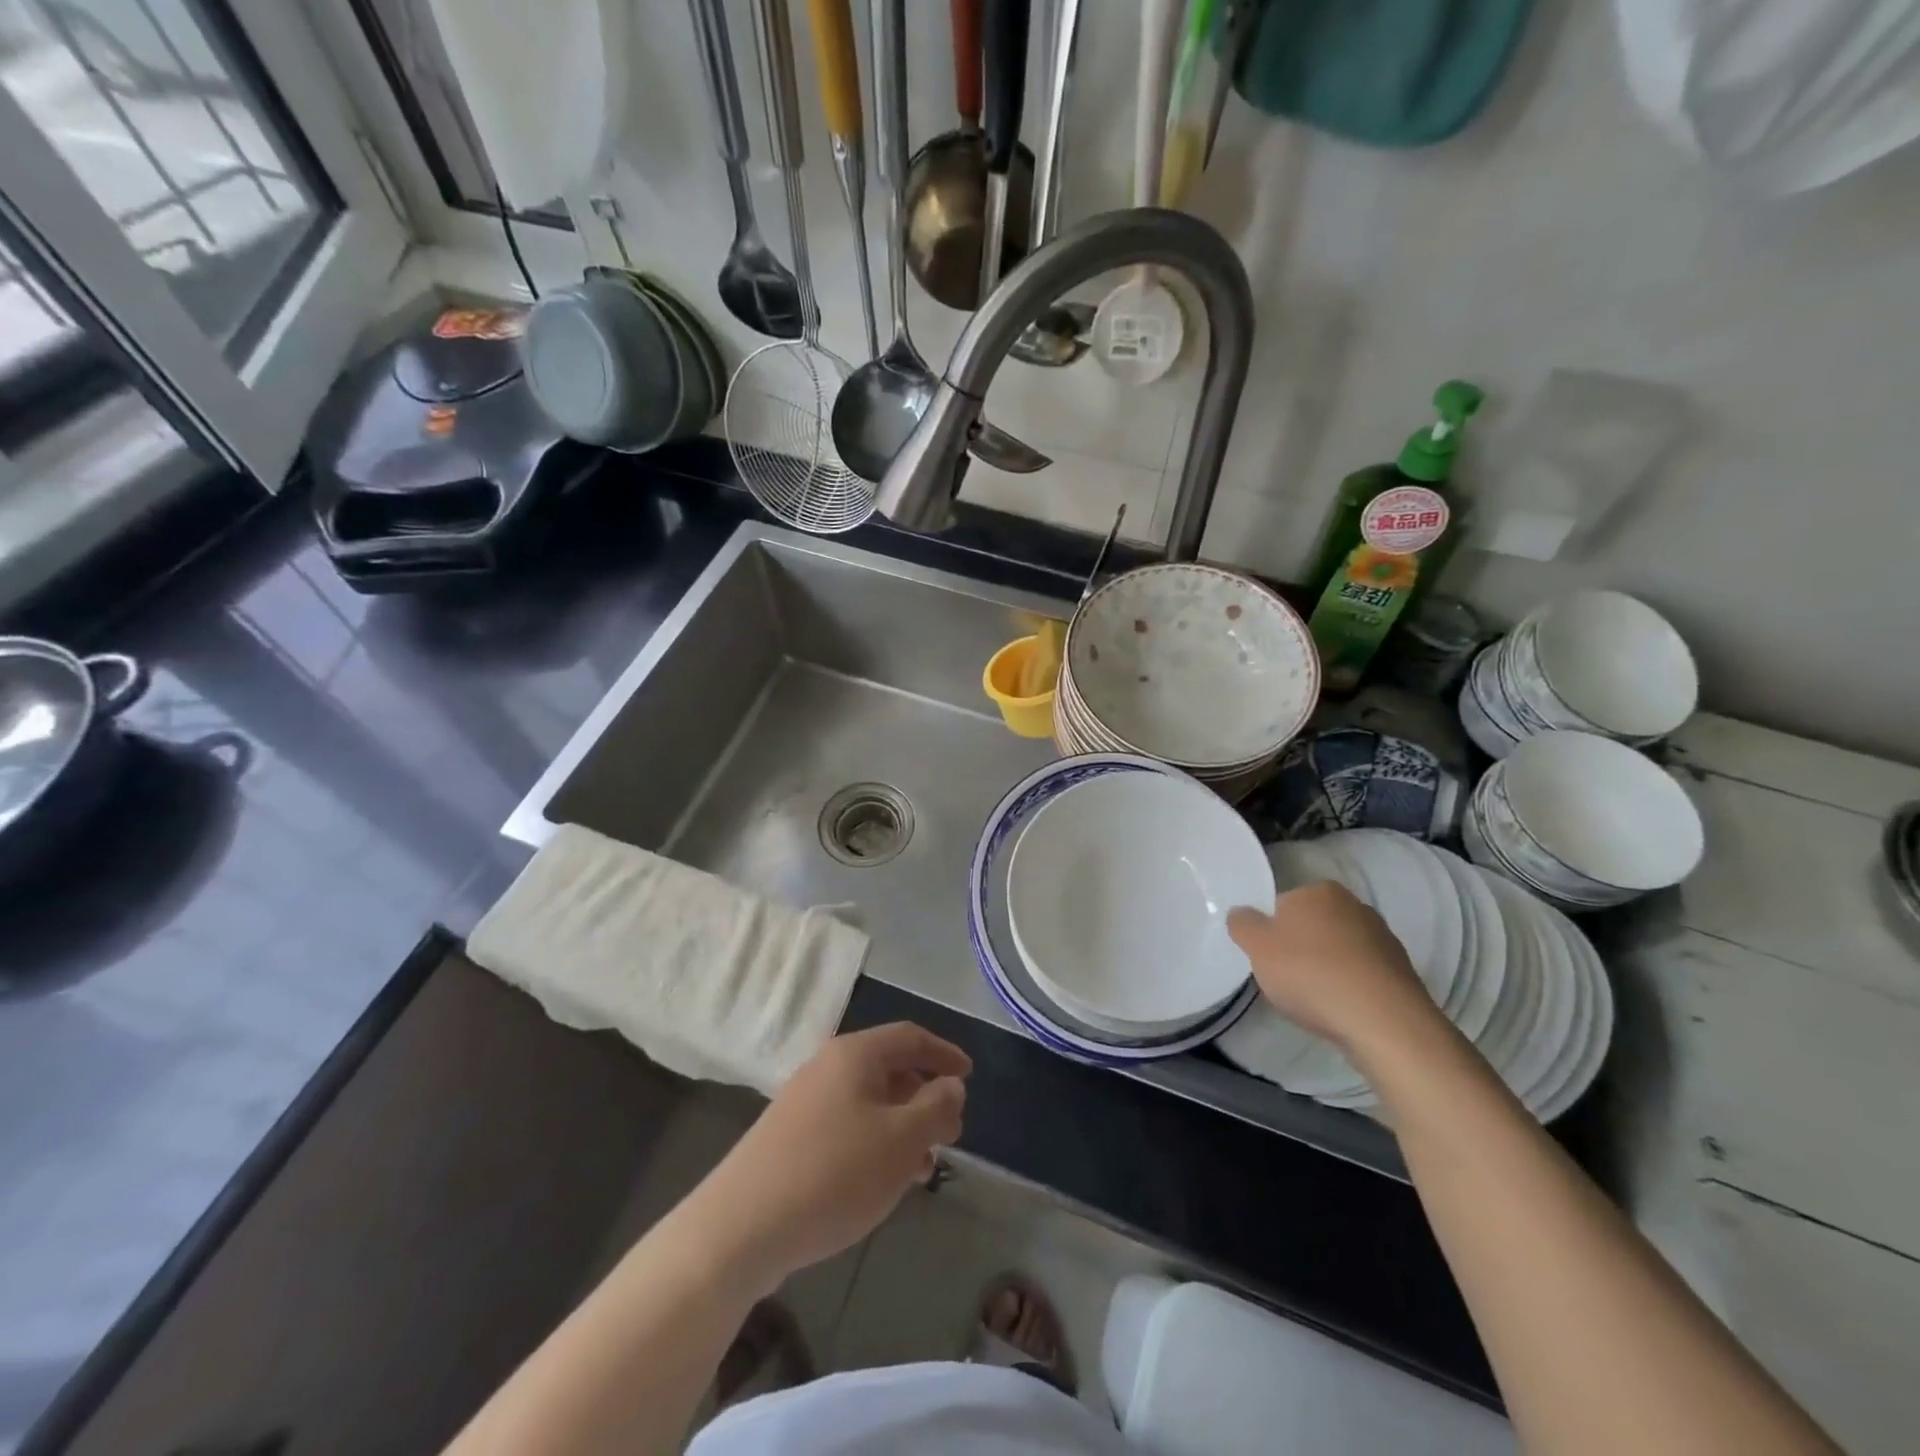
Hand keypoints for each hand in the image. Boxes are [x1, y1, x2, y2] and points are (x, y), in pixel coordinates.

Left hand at [691, 1023, 969, 1294]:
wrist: (741, 1227)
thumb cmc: (834, 1173)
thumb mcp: (901, 1140)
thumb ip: (936, 1107)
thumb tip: (950, 1085)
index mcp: (855, 1055)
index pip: (910, 1037)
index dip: (944, 1052)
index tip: (970, 1075)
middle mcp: (828, 1067)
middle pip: (889, 1068)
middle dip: (925, 1096)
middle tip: (952, 1131)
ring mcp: (804, 1102)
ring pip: (869, 1102)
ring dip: (903, 1126)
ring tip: (925, 1166)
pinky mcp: (790, 1138)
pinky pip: (847, 1126)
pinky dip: (876, 1143)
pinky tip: (884, 1181)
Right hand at [1228, 881, 1446, 1059]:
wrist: (1383, 1022)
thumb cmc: (1311, 974)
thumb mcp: (1257, 947)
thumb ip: (1242, 924)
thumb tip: (1242, 913)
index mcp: (1319, 890)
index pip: (1283, 904)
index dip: (1271, 931)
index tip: (1267, 958)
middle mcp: (1354, 905)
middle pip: (1312, 925)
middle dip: (1300, 947)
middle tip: (1287, 978)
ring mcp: (1383, 938)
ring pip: (1339, 950)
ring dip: (1327, 968)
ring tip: (1316, 999)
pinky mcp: (1401, 971)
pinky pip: (1362, 974)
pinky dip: (1350, 986)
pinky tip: (1342, 1009)